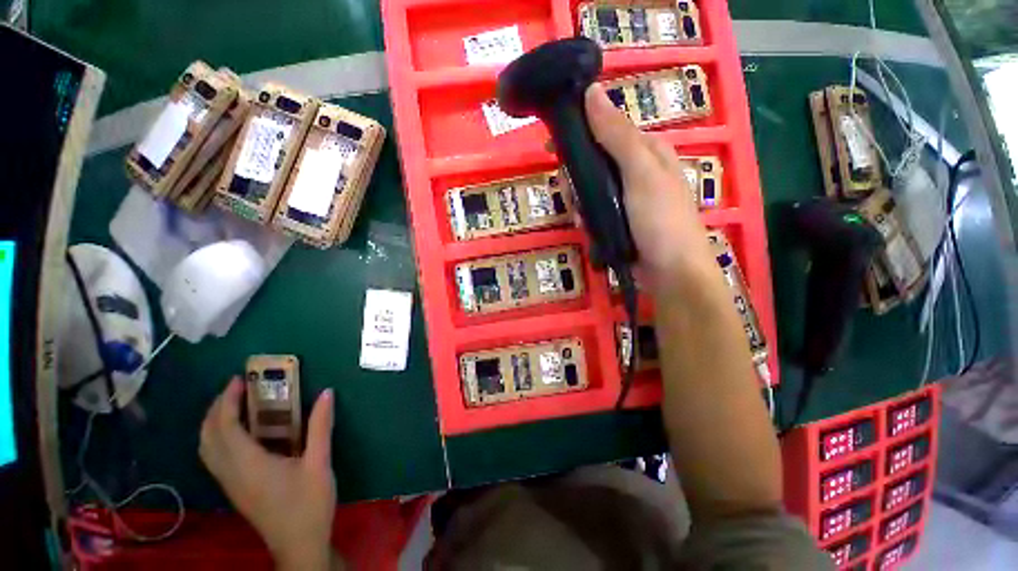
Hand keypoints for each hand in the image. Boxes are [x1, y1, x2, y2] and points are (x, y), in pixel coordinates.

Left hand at [200, 378, 336, 569]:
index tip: (239, 379)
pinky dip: (219, 437)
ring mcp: (230, 483)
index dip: (227, 401)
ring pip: (206, 448)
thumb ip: (320, 426)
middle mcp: (231, 472)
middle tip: (236, 389)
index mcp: (249, 463)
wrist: (299, 544)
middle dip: (215, 408)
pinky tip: (240, 434)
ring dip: (213, 423)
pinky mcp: (235, 490)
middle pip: (207, 436)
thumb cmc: (309, 503)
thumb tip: (326, 393)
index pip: (225, 426)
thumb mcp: (319, 462)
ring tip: (235, 405)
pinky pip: (215, 457)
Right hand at [584, 83, 717, 293]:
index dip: (580, 132)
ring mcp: (627, 199)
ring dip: (581, 201)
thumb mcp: (641, 172)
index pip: (607, 128)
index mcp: (647, 150)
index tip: (553, 145)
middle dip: (578, 175)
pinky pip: (595, 211)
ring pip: (592, 188)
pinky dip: (588, 218)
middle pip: (595, 161)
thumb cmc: (660, 219)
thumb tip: (592, 91)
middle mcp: (637, 171)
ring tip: (582, 216)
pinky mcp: (619, 221)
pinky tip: (588, 228)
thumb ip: (617, 135)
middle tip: (570, 190)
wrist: (671, 273)